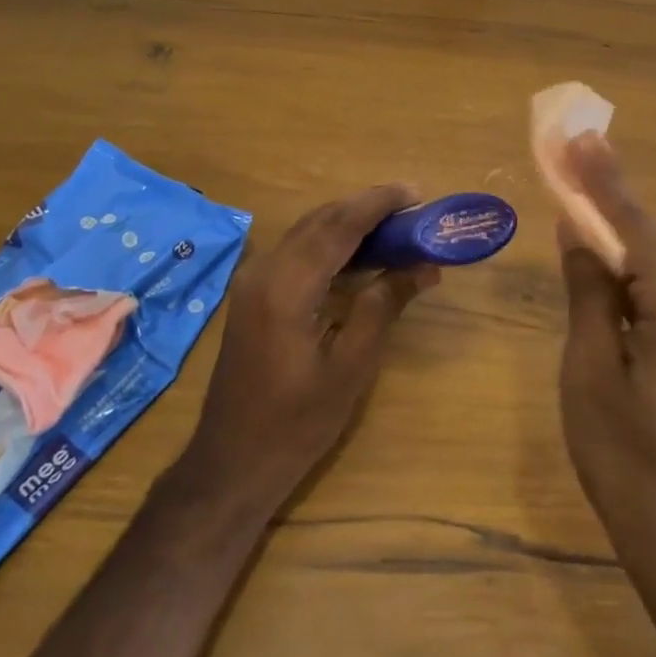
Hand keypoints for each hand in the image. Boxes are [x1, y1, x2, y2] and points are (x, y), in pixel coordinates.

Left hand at [183, 185, 438, 505]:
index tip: (417, 192)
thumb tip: (424, 267)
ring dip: (349, 222)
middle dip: (366, 206)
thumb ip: (383, 306)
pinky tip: (360, 254)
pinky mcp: (254, 294)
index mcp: (286, 287)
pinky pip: (298, 251)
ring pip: (307, 232)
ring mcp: (254, 281)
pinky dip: (331, 243)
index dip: (379, 204)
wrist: (232, 464)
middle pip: (321, 220)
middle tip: (412, 207)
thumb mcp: (350, 367)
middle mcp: (265, 271)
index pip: (339, 226)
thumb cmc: (295, 423)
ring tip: (395, 225)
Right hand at [556, 135, 655, 570]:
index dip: (604, 180)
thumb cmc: (628, 460)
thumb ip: (589, 291)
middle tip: (567, 160)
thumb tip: (578, 231)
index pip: (637, 229)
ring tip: (574, 205)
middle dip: (605, 207)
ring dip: (615, 246)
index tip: (581, 135)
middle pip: (649, 246)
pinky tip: (603, 268)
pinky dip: (631, 282)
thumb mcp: (590, 371)